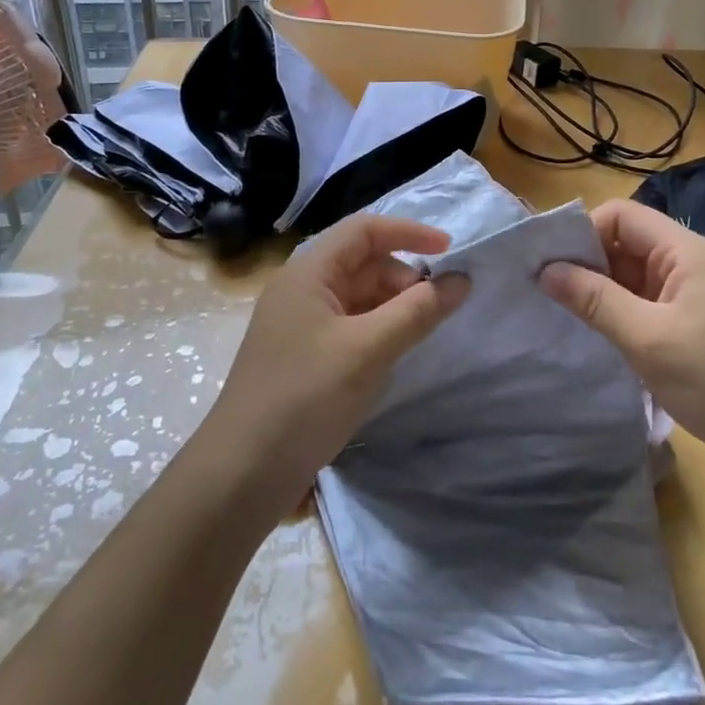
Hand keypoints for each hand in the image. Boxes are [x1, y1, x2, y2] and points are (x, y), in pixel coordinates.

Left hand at [199, 215, 469, 505]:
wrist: (243, 473)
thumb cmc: (304, 397)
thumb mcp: (368, 350)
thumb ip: (417, 311)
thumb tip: (461, 280)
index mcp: (308, 272)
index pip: (363, 230)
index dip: (408, 233)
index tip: (450, 251)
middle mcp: (302, 289)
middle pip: (362, 262)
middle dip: (404, 277)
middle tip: (436, 308)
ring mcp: (300, 324)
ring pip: (358, 297)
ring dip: (393, 306)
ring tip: (420, 333)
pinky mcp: (304, 356)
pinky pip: (350, 326)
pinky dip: (378, 331)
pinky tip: (393, 357)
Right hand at [540, 199, 704, 486]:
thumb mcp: (648, 339)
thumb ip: (595, 300)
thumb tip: (545, 270)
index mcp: (684, 251)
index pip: (620, 216)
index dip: (583, 232)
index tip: (550, 266)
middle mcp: (688, 263)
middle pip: (625, 243)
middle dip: (586, 262)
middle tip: (545, 292)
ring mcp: (692, 296)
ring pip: (632, 276)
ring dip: (600, 290)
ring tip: (562, 314)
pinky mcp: (693, 325)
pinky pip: (645, 304)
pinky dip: (618, 313)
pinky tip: (596, 334)